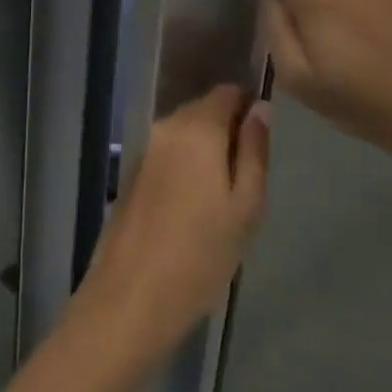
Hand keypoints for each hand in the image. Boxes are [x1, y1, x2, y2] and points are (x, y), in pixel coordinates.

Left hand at [75, 86, 268, 357]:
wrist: (130, 300)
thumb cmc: (201, 254)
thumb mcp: (246, 206)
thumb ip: (255, 150)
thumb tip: (260, 109)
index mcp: (196, 128)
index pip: (226, 92)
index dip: (248, 107)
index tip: (261, 144)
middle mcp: (165, 128)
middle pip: (204, 111)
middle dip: (227, 132)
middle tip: (245, 180)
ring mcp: (144, 152)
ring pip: (185, 135)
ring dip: (205, 153)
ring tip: (221, 200)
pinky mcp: (131, 176)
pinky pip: (168, 156)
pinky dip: (184, 168)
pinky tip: (191, 210)